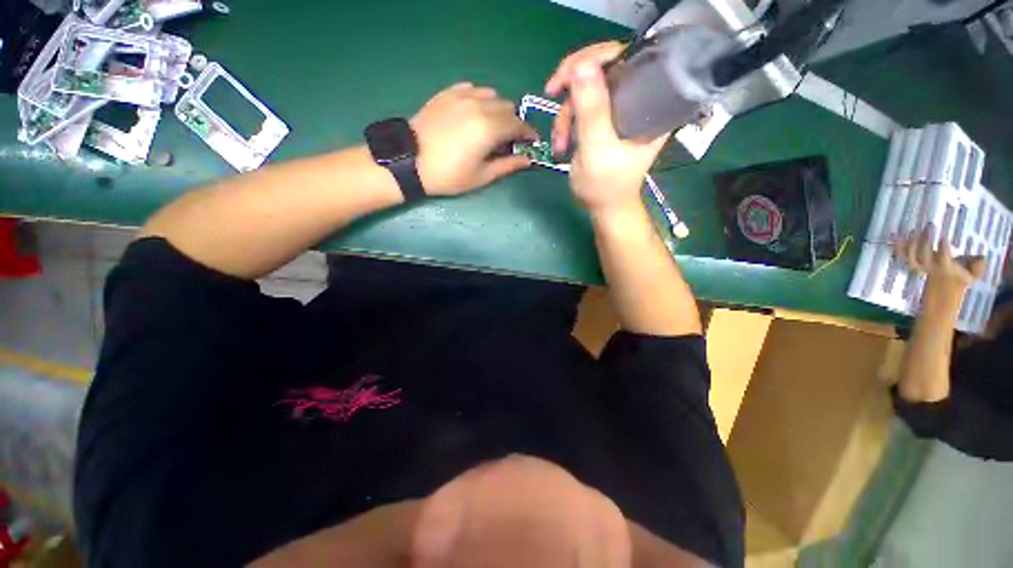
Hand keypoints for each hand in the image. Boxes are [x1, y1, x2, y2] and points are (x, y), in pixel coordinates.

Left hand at [410, 83, 536, 195]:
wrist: (409, 161)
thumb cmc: (448, 175)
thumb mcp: (481, 176)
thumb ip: (507, 166)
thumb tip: (528, 160)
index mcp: (490, 127)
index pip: (519, 125)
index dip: (528, 134)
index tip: (531, 143)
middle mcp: (480, 105)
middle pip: (508, 108)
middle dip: (513, 124)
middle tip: (507, 142)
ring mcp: (462, 96)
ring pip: (492, 95)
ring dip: (498, 110)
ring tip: (490, 127)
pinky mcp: (447, 93)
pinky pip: (472, 89)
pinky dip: (480, 99)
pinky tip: (473, 113)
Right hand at [544, 42, 668, 213]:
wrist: (604, 207)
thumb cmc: (607, 185)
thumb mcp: (598, 148)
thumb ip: (592, 110)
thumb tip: (581, 66)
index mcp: (648, 101)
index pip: (626, 57)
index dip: (593, 58)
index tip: (564, 76)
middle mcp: (636, 99)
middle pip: (602, 70)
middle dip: (573, 88)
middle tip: (551, 94)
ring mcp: (618, 110)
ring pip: (587, 91)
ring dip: (566, 115)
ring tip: (559, 143)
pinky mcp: (604, 121)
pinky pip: (581, 108)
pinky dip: (566, 124)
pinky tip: (561, 143)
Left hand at [894, 224, 985, 304]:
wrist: (945, 283)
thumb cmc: (963, 273)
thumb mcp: (974, 271)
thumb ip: (978, 265)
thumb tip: (981, 258)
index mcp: (946, 269)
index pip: (943, 260)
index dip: (942, 250)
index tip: (944, 238)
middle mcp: (930, 267)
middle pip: (924, 256)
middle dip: (925, 241)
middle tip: (929, 226)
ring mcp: (920, 265)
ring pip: (911, 257)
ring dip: (911, 243)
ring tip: (914, 230)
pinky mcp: (913, 261)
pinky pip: (902, 255)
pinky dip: (897, 247)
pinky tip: (895, 236)